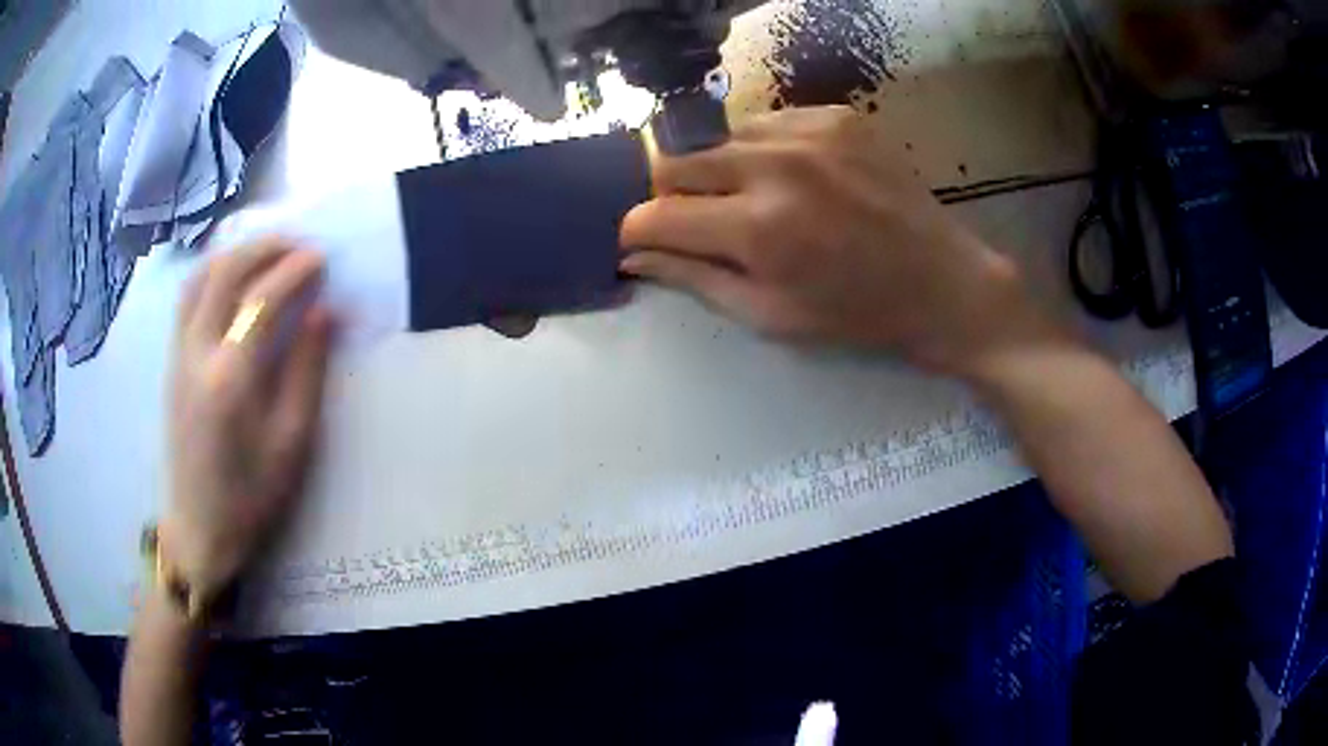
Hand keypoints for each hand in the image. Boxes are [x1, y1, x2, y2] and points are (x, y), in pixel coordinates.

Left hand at [165, 239, 332, 600]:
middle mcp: (196, 353)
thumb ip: (307, 371)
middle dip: (263, 247)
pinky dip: (213, 273)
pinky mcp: (171, 362)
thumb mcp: (292, 443)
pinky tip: (232, 279)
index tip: (322, 257)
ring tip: (265, 253)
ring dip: (234, 254)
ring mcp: (178, 355)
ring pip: (198, 278)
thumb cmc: (251, 497)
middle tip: (296, 244)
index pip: (261, 300)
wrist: (199, 529)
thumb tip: (325, 313)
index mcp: (229, 378)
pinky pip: (188, 298)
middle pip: (224, 272)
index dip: (294, 270)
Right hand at [621, 106, 1055, 377]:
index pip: (653, 214)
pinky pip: (765, 123)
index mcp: (758, 228)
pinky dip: (760, 150)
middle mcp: (775, 166)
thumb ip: (693, 278)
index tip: (643, 242)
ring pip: (717, 137)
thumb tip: (633, 255)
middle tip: (695, 221)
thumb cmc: (857, 314)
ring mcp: (808, 132)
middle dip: (669, 194)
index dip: (636, 231)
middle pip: (674, 160)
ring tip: (749, 199)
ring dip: (715, 170)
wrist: (943, 283)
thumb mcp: (769, 315)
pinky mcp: (834, 115)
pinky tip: (791, 178)